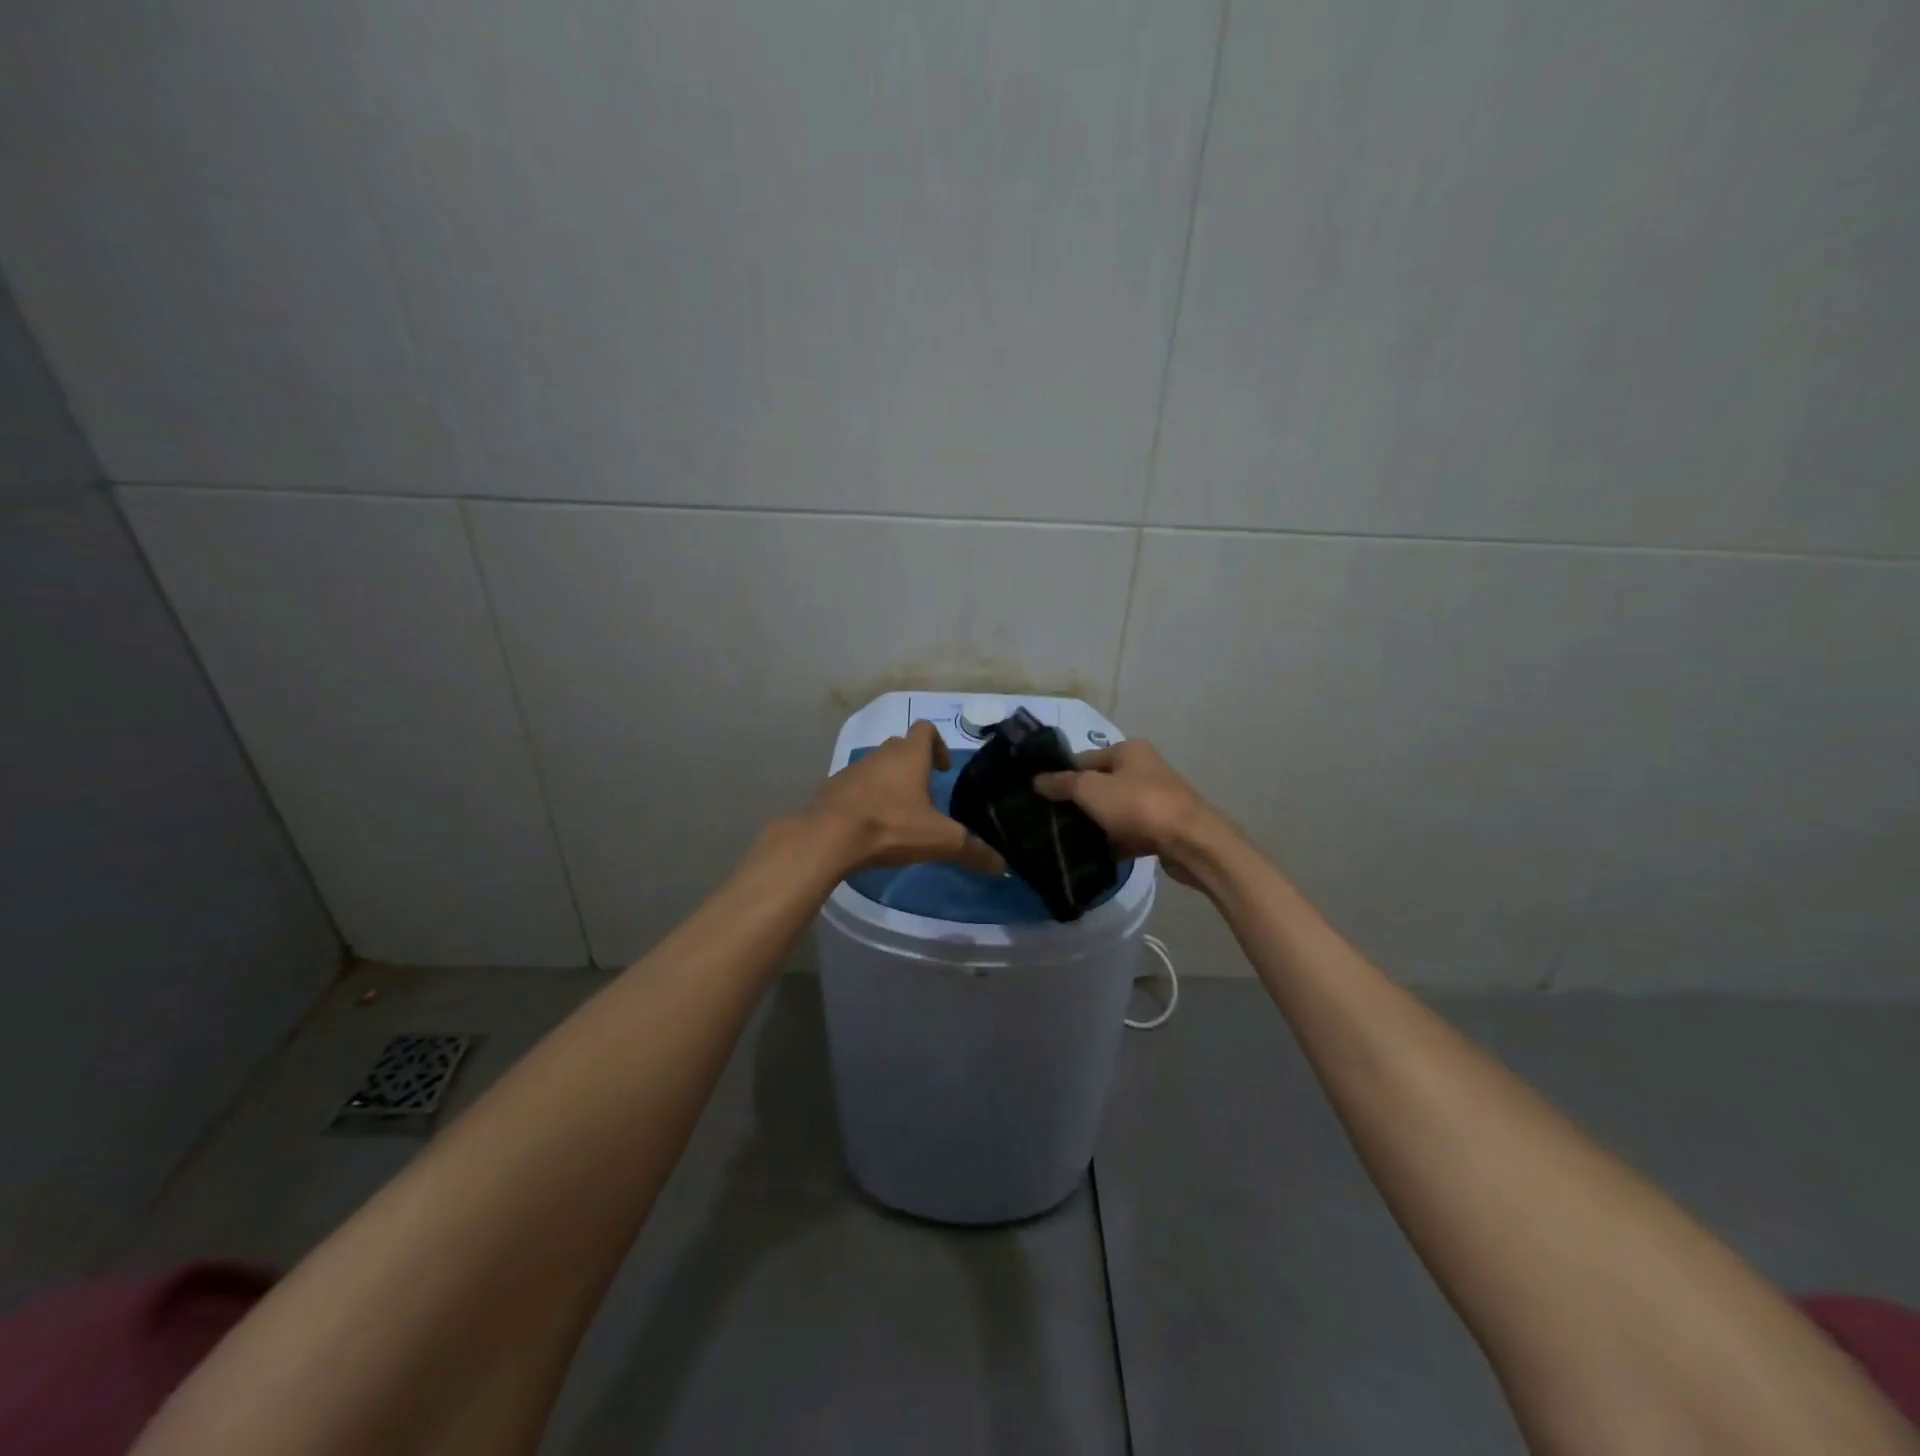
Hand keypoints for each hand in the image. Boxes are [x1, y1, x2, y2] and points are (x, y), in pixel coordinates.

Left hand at [806, 721, 1005, 877]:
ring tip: (899, 816)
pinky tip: (871, 828)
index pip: (926, 730)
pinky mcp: (831, 790)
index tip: (943, 771)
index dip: (938, 745)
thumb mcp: (939, 841)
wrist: (827, 838)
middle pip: (901, 748)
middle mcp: (880, 755)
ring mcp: (852, 771)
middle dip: (915, 767)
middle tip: (926, 796)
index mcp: (908, 756)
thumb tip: (1002, 866)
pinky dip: (866, 800)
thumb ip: (972, 851)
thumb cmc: (889, 827)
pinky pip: (855, 788)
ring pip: (877, 768)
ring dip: (889, 784)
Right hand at [1033, 740, 1228, 886]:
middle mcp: (1144, 768)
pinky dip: (1115, 841)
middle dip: (1078, 803)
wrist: (1191, 842)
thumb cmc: (1138, 805)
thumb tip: (1037, 780)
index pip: (1084, 759)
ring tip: (1069, 840)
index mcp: (1129, 750)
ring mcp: (1156, 798)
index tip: (1042, 798)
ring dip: (1096, 824)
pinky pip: (1130, 832)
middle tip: (1052, 821)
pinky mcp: (1163, 826)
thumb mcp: (1091, 790)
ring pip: (1115, 810)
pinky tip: (1096, 855)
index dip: (1062, 776)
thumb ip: (1062, 783)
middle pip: (1100, 784)